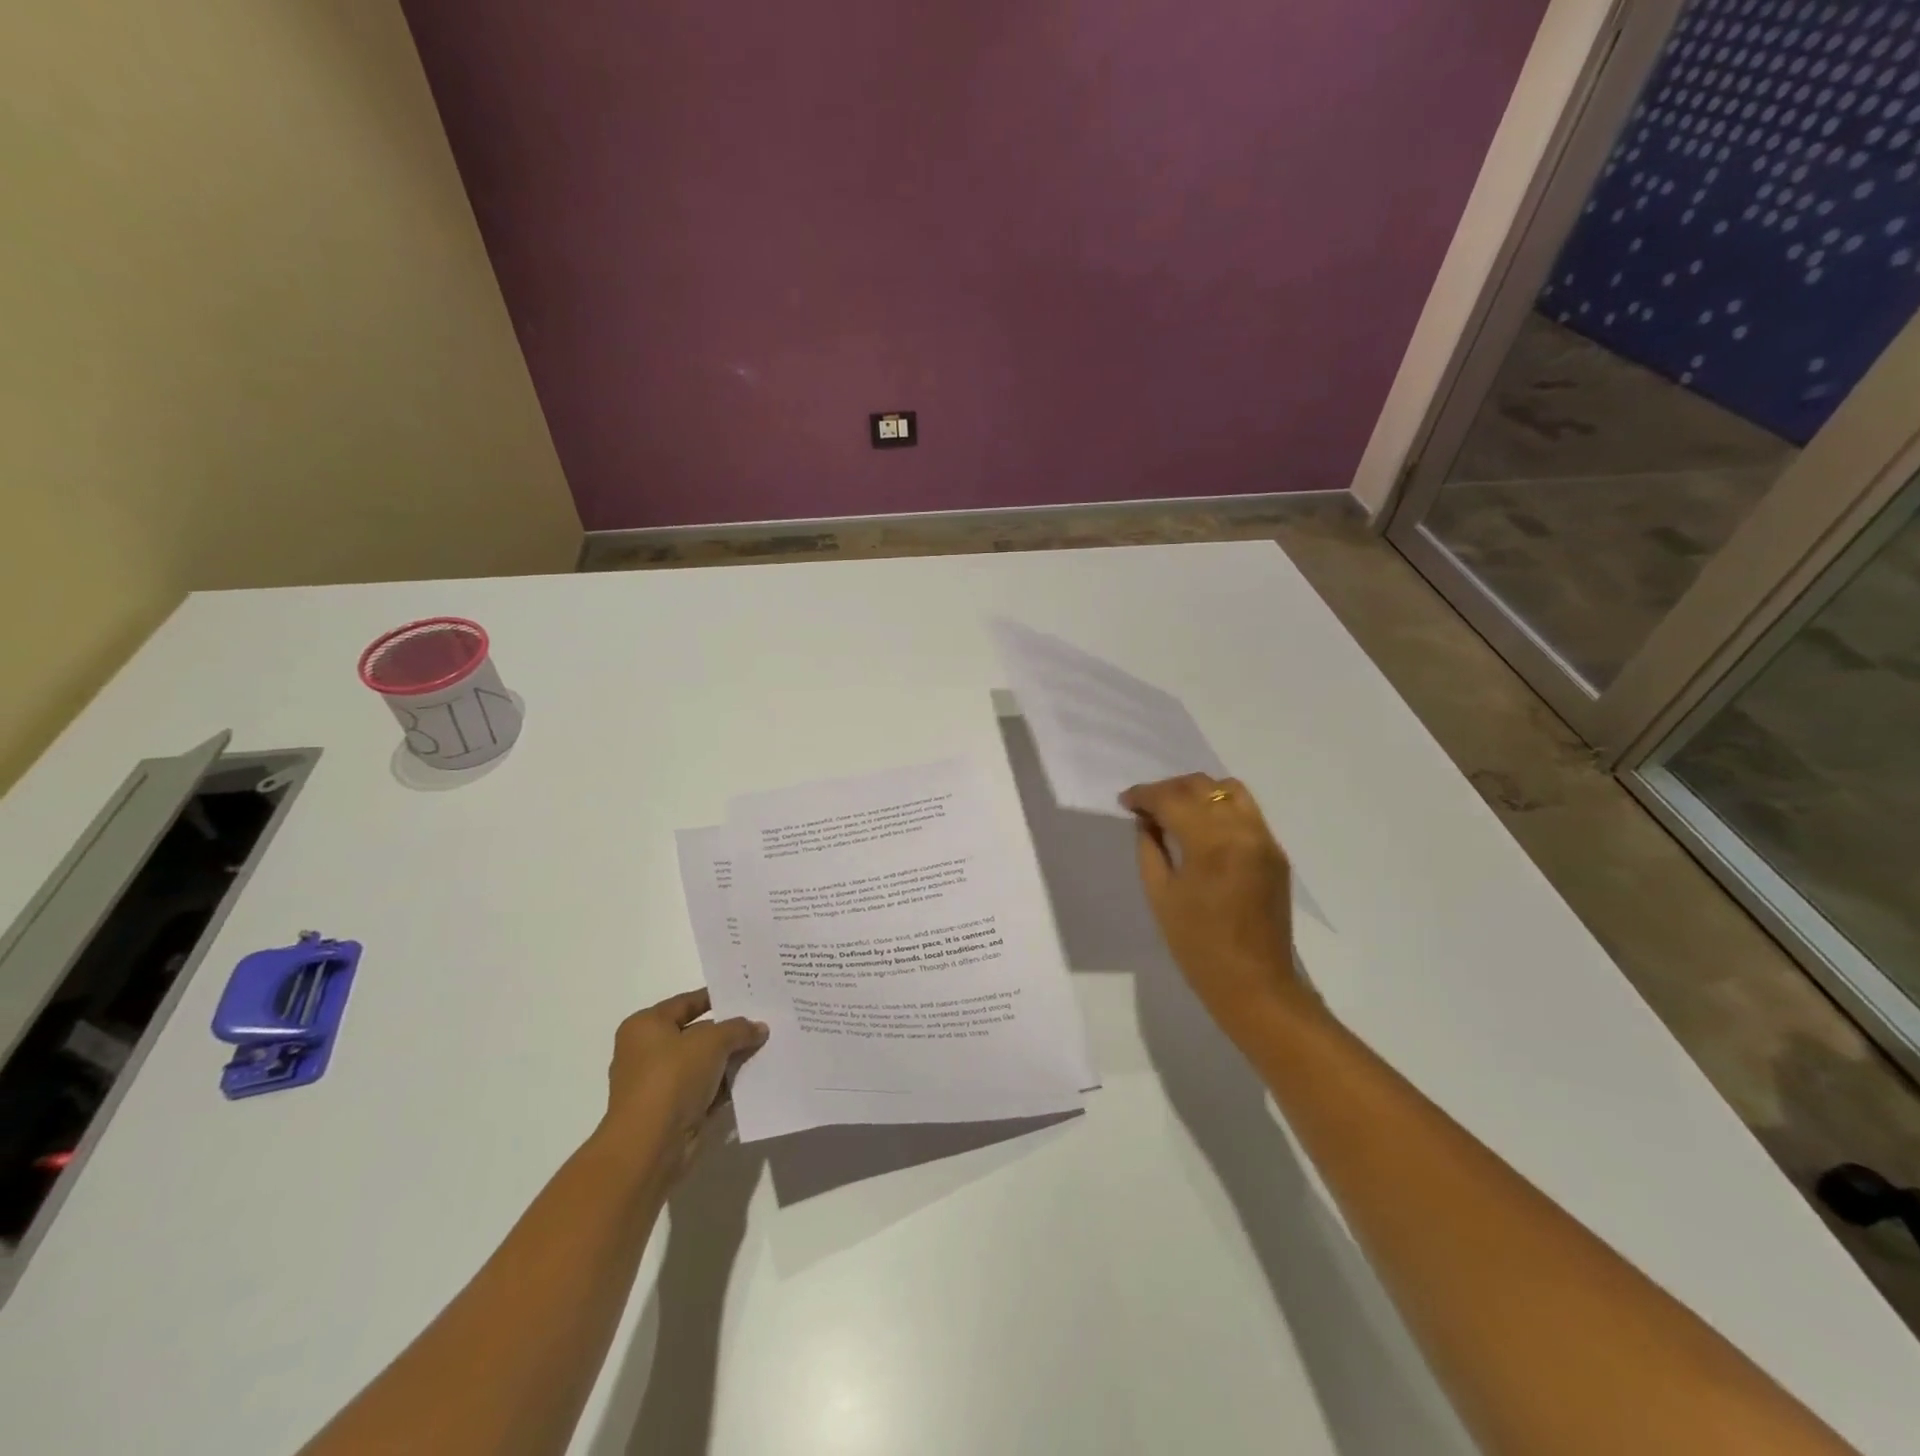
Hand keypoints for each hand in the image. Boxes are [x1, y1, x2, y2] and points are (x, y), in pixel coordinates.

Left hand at [594, 989, 768, 1183]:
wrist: (650, 1146)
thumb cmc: (672, 1079)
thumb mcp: (712, 1042)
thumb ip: (738, 1029)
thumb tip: (759, 1028)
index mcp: (645, 1026)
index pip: (686, 1002)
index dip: (717, 997)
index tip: (746, 994)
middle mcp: (647, 1052)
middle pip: (696, 1033)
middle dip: (728, 1032)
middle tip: (763, 1023)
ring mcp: (658, 1084)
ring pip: (702, 1064)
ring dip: (730, 1060)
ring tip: (765, 1049)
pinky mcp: (671, 1112)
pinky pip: (704, 1090)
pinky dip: (725, 1086)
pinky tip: (753, 1079)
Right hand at [1121, 774, 1310, 1037]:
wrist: (1255, 983)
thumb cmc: (1197, 946)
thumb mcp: (1160, 895)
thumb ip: (1149, 848)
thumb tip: (1145, 820)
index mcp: (1212, 844)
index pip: (1173, 799)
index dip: (1144, 795)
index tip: (1125, 801)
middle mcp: (1243, 831)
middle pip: (1202, 787)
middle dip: (1169, 790)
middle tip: (1146, 806)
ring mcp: (1264, 840)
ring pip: (1229, 790)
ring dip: (1198, 792)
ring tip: (1176, 810)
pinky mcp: (1275, 852)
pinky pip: (1246, 812)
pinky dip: (1220, 808)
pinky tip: (1202, 827)